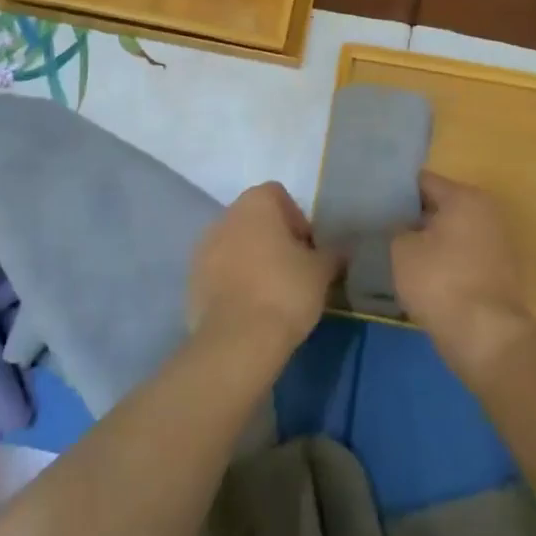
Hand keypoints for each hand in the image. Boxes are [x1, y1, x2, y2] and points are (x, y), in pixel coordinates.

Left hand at [188, 182, 337, 355]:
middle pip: (254, 219)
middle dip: (273, 239)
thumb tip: (343, 249)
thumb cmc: (285, 291)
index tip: (308, 249)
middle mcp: (225, 217)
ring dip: (251, 259)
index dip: (297, 219)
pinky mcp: (192, 280)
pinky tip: (250, 308)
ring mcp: (203, 248)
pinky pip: (219, 271)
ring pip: (234, 245)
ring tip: (271, 292)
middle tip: (293, 270)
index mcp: (255, 203)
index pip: (278, 195)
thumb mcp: (321, 272)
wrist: (238, 340)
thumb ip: (333, 254)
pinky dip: (233, 282)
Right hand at [392, 173, 535, 376]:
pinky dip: (441, 263)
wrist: (486, 337)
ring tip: (392, 252)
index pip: (422, 182)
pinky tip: (416, 275)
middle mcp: (486, 212)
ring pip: (449, 234)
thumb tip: (397, 226)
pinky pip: (460, 258)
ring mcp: (496, 244)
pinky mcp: (497, 273)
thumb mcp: (401, 249)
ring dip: (425, 242)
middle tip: (377, 226)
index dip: (394, 190)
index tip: (371, 201)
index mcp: (465, 197)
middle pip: (438, 207)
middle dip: (410, 217)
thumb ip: (394, 228)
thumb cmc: (440, 282)